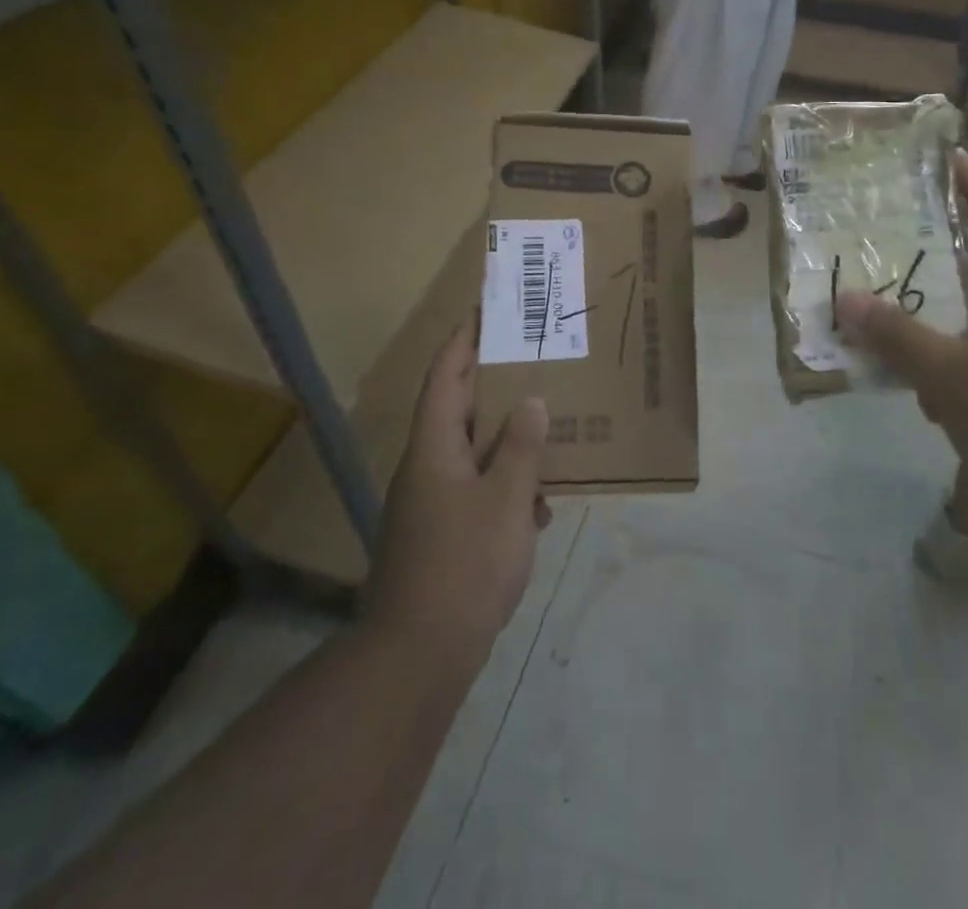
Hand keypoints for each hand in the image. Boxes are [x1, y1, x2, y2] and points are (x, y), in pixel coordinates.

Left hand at [362, 319, 551, 656]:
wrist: (420, 653)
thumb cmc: (465, 563)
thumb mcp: (508, 499)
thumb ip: (522, 447)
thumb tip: (532, 402)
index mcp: (434, 448)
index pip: (445, 377)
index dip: (463, 342)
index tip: (484, 314)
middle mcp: (426, 467)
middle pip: (458, 410)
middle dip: (492, 384)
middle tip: (531, 360)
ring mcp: (431, 503)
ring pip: (472, 453)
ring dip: (506, 440)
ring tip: (547, 424)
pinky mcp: (441, 534)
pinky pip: (477, 490)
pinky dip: (506, 485)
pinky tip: (541, 504)